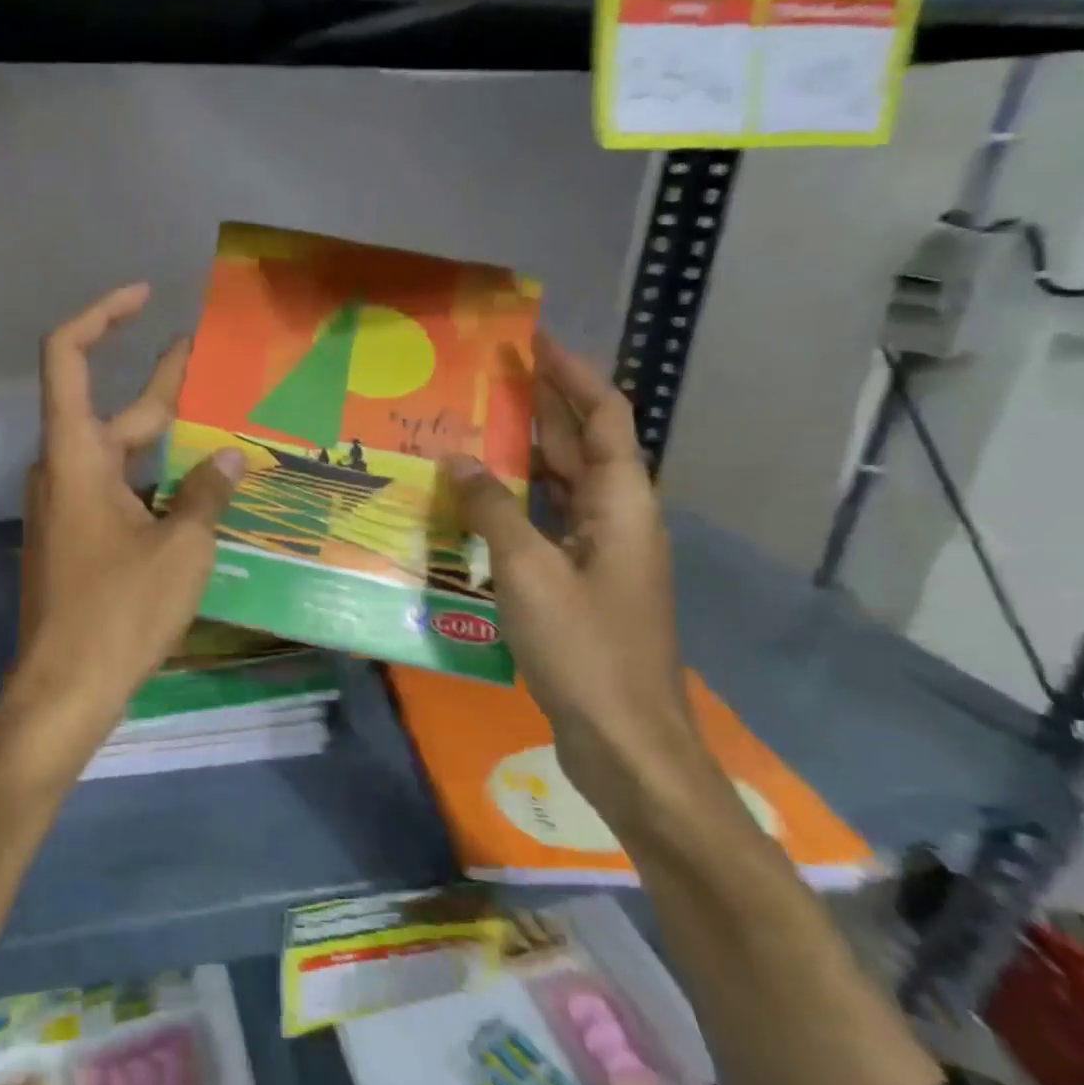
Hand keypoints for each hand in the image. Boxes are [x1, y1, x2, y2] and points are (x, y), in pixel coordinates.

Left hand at [17, 284, 246, 731]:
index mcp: (75, 456)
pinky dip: (156, 480)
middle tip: (214, 363)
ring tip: (224, 428)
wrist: (67, 688)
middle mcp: (64, 470)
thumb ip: (207, 495)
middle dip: (163, 384)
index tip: (144, 298)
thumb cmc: (119, 612)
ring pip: (119, 454)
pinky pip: (118, 490)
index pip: (68, 357)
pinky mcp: (78, 538)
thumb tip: (232, 459)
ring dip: (166, 439)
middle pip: (111, 410)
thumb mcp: (180, 549)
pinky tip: (202, 493)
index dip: (101, 316)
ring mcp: (68, 507)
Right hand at [447, 333, 709, 814]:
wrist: (626, 743)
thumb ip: (493, 510)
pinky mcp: (578, 585)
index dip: (572, 374)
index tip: (532, 341)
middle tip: (487, 379)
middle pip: (584, 447)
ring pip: (562, 488)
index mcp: (622, 505)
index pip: (604, 417)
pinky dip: (515, 506)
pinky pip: (545, 526)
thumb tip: (457, 458)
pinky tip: (474, 504)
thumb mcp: (530, 572)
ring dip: (524, 457)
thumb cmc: (586, 650)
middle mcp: (617, 521)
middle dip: (543, 407)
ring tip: (471, 429)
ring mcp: (599, 556)